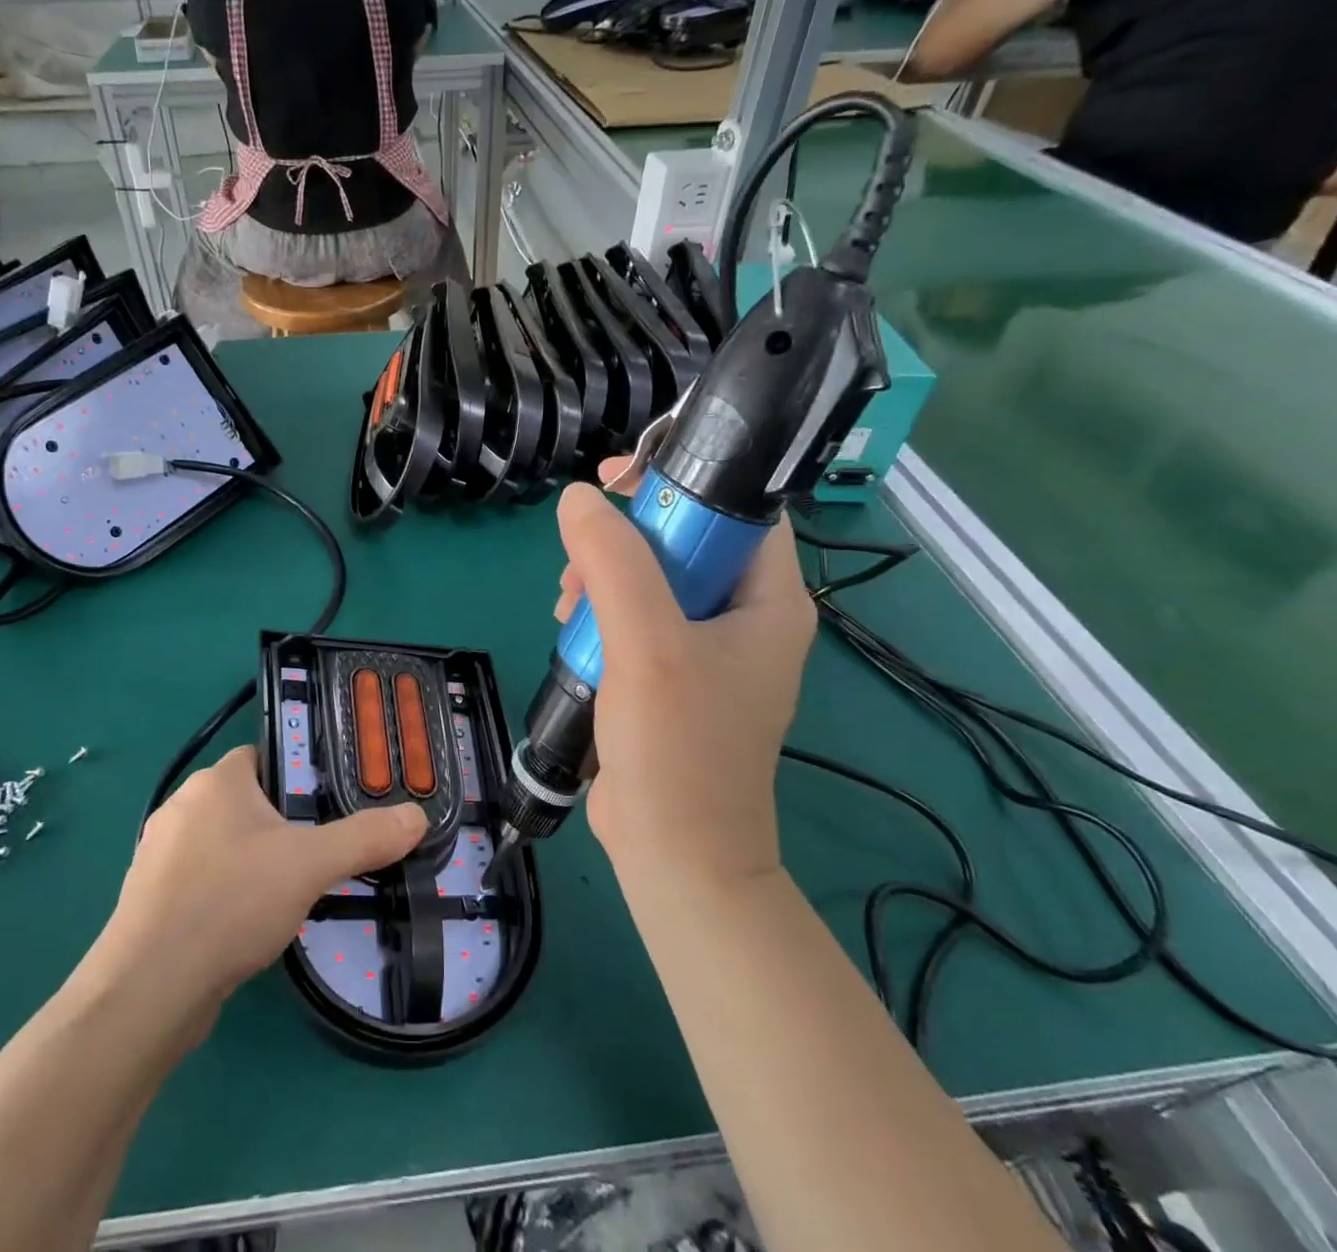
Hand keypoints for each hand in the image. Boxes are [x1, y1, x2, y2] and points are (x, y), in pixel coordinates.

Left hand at [90, 747, 425, 1018]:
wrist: (148, 990)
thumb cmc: (230, 902)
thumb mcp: (310, 865)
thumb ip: (366, 837)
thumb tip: (418, 817)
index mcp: (215, 781)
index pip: (264, 757)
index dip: (299, 775)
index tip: (330, 805)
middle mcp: (181, 806)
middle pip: (246, 801)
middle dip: (282, 824)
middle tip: (321, 851)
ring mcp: (159, 854)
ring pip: (224, 844)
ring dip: (255, 861)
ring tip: (291, 891)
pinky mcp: (150, 899)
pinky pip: (202, 880)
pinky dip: (228, 893)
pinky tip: (249, 924)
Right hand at [554, 462, 815, 890]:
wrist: (675, 856)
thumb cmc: (677, 748)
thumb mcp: (646, 643)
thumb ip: (615, 562)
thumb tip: (579, 499)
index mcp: (769, 600)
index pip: (739, 507)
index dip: (682, 479)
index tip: (616, 479)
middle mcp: (745, 618)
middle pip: (685, 539)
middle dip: (624, 538)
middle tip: (579, 557)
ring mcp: (707, 650)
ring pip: (652, 578)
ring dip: (604, 577)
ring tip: (567, 604)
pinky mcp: (672, 677)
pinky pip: (636, 618)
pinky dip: (601, 614)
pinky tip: (571, 631)